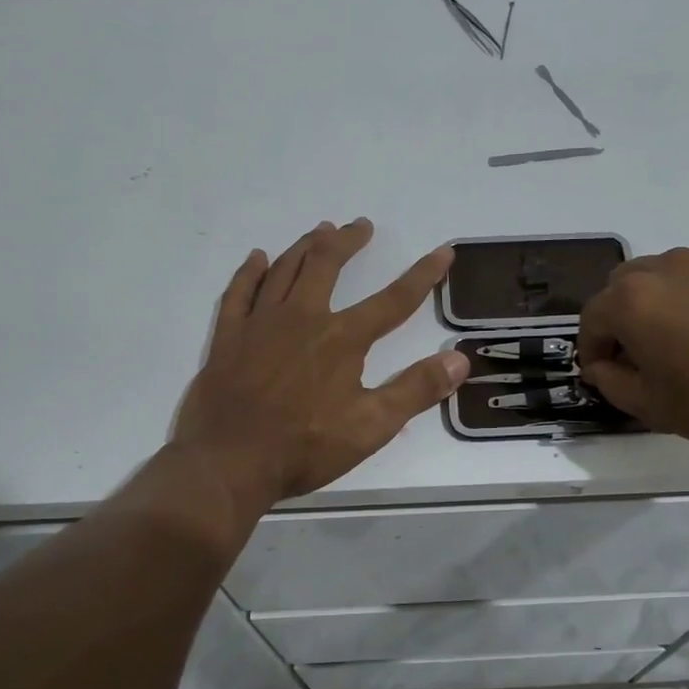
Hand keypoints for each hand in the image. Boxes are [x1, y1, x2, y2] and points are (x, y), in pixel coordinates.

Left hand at [173, 219, 469, 504]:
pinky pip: (239, 292)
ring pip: (284, 270)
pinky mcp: (229, 337)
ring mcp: (260, 324)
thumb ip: (416, 389)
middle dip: (347, 241)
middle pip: (327, 265)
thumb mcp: (372, 426)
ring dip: (305, 246)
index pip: (393, 300)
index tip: (443, 252)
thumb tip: (459, 359)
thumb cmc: (305, 447)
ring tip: (320, 230)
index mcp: (342, 338)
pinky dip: (250, 271)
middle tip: (360, 225)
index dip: (422, 275)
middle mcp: (302, 318)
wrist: (229, 462)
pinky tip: (258, 258)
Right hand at [576, 248, 688, 460]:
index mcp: (633, 299)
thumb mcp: (652, 407)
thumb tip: (602, 366)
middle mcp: (667, 267)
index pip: (592, 318)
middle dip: (622, 318)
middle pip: (624, 286)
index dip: (591, 349)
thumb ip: (611, 381)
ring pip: (668, 277)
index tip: (603, 373)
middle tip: (642, 356)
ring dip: (663, 304)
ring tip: (688, 343)